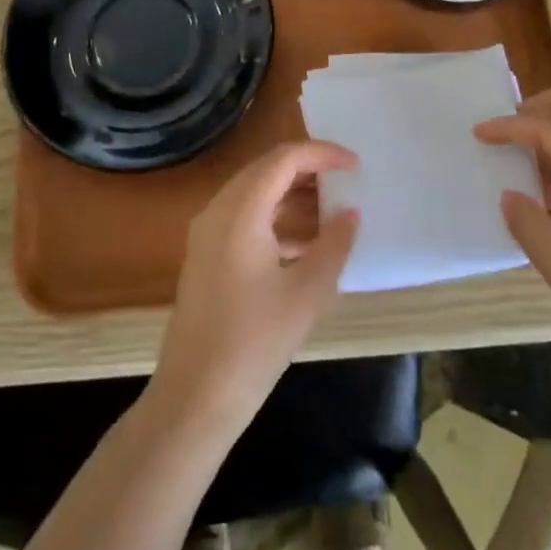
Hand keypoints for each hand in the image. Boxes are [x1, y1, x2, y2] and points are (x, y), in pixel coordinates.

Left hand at [152, 142, 358, 430]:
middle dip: (308, 169)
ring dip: (292, 194)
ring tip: (333, 210)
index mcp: (240, 210)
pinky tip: (306, 244)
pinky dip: (276, 218)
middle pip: (266, 169)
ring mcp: (207, 232)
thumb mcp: (307, 293)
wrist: (195, 396)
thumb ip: (334, 245)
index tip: (355, 164)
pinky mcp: (206, 255)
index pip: (284, 159)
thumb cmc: (255, 342)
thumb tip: (350, 213)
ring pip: (255, 193)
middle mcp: (218, 209)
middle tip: (346, 182)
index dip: (322, 153)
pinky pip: (244, 217)